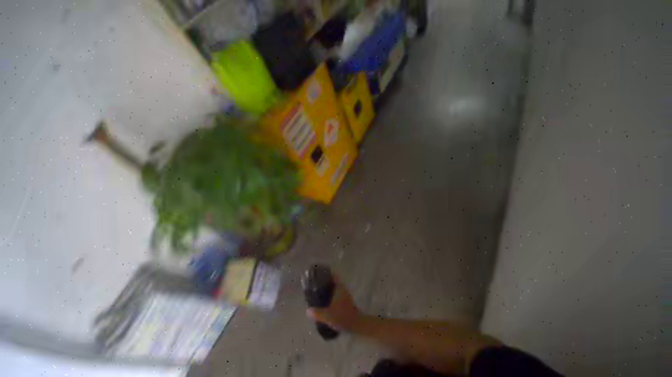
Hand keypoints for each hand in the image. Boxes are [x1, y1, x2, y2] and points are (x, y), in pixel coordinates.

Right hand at [306, 277, 362, 331]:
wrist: (356, 324)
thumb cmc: (342, 316)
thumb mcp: (327, 315)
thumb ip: (317, 312)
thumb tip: (308, 310)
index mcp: (339, 288)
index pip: (334, 276)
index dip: (327, 273)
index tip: (320, 274)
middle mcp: (343, 288)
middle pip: (334, 281)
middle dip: (327, 282)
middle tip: (317, 285)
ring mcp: (346, 294)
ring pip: (336, 288)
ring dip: (330, 289)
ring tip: (320, 293)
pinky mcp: (347, 301)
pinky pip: (338, 294)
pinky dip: (333, 295)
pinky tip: (327, 302)